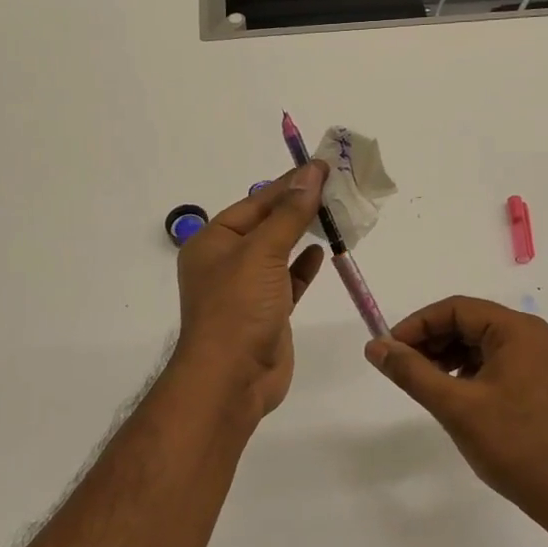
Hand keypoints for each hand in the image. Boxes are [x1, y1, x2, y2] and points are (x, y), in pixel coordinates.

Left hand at [174, 163, 327, 417]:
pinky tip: (321, 252)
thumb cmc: (238, 308)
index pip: (255, 202)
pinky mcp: (267, 312)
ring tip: (335, 213)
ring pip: (278, 252)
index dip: (288, 183)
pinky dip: (303, 265)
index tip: (321, 167)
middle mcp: (226, 262)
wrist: (232, 379)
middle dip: (298, 206)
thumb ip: (289, 214)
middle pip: (267, 224)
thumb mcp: (262, 252)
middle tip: (334, 186)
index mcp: (212, 241)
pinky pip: (287, 280)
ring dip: (303, 233)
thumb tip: (311, 175)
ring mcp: (247, 289)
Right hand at [366, 296, 547, 523]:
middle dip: (429, 340)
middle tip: (398, 365)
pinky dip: (462, 369)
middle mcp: (528, 335)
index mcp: (516, 330)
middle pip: (466, 322)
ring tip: (419, 380)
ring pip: (475, 342)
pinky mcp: (531, 379)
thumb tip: (375, 346)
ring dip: (443, 355)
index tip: (388, 348)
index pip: (456, 309)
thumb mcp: (454, 405)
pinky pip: (488, 361)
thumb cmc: (510, 443)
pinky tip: (446, 390)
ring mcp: (533, 358)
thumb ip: (411, 372)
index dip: (418, 324)